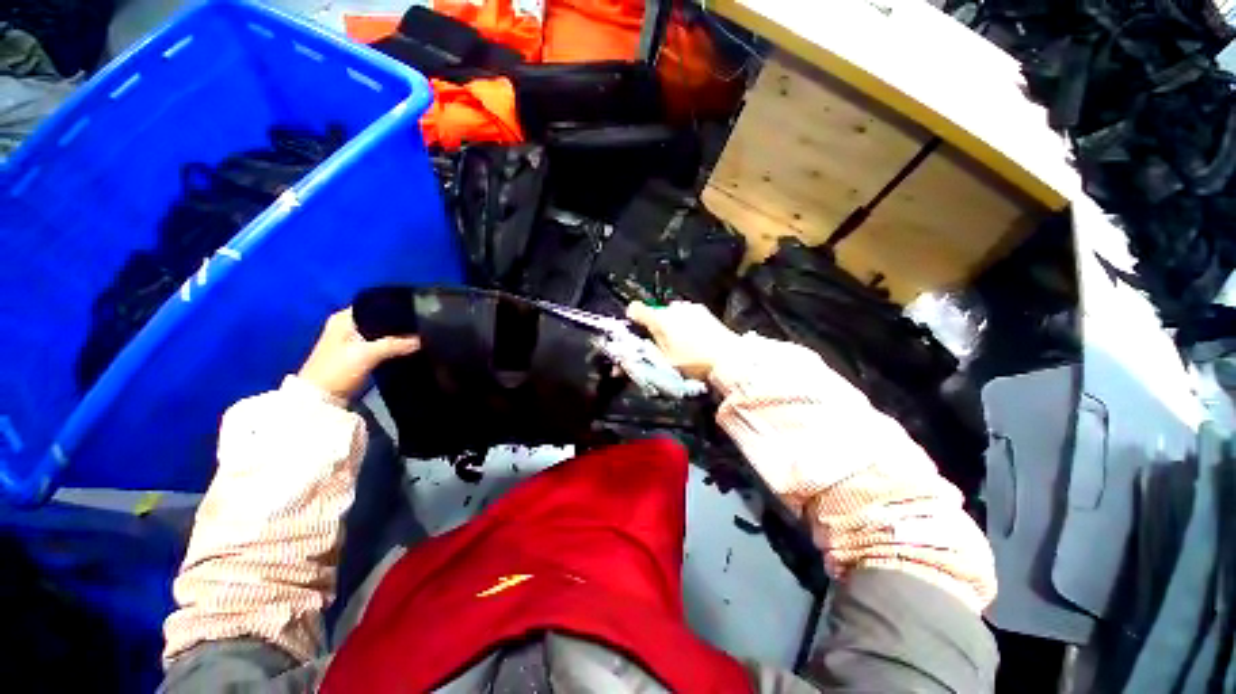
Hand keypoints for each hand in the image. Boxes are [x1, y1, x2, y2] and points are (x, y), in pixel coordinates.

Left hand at [298, 308, 419, 401]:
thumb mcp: (367, 354)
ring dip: (396, 336)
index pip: (376, 305)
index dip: (396, 307)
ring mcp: (352, 341)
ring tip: (419, 336)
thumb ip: (395, 344)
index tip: (418, 311)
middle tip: (422, 326)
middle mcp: (347, 325)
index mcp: (344, 317)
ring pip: (382, 333)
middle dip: (399, 324)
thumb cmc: (338, 370)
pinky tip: (407, 348)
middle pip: (380, 319)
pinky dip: (392, 346)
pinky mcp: (358, 355)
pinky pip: (381, 345)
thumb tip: (421, 340)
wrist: (320, 400)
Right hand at [627, 301, 740, 379]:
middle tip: (660, 346)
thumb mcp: (663, 365)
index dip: (632, 319)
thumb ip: (640, 362)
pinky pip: (685, 314)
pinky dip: (683, 323)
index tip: (636, 331)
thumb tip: (616, 369)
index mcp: (659, 320)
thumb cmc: (693, 363)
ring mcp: (689, 308)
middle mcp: (672, 309)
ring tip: (680, 343)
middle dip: (654, 327)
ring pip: (670, 314)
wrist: (729, 359)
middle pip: (654, 314)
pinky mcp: (702, 311)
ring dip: (669, 324)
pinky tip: (693, 338)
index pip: (635, 309)